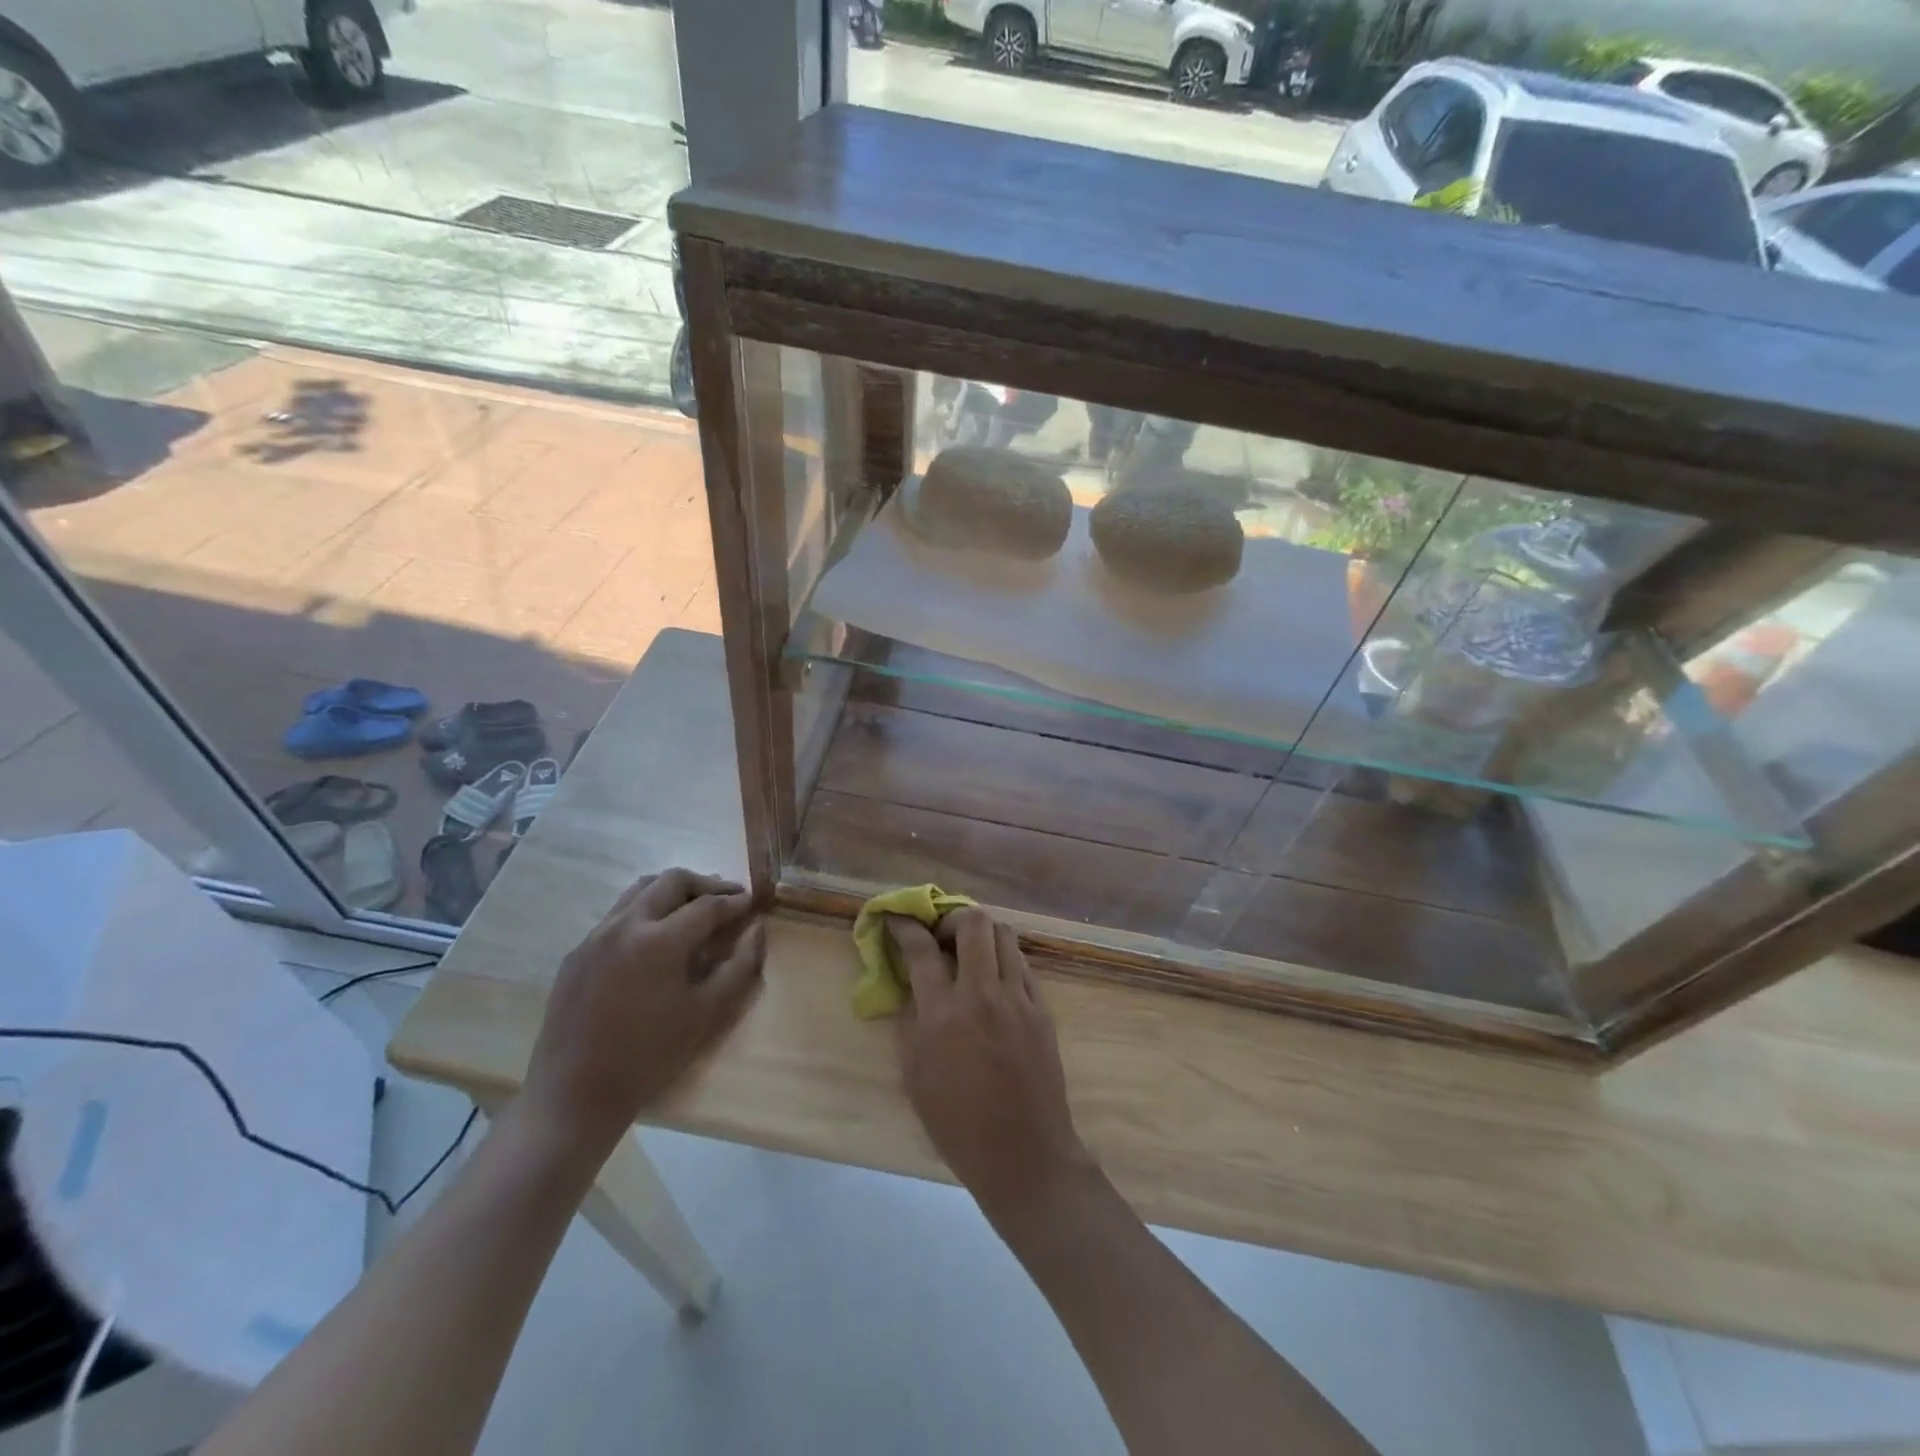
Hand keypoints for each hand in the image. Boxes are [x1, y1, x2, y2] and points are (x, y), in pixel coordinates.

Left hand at [521, 868, 764, 1159]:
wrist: (574, 1094)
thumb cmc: (650, 1056)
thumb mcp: (707, 1013)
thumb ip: (740, 965)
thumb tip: (757, 928)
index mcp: (659, 940)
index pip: (707, 904)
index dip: (735, 902)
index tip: (753, 903)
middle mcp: (625, 925)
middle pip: (672, 881)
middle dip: (705, 884)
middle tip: (728, 898)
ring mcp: (596, 936)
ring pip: (640, 890)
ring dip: (672, 891)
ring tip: (694, 907)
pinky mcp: (577, 952)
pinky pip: (617, 914)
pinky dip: (645, 910)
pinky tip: (656, 937)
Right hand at [887, 909, 1090, 1224]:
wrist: (1023, 1154)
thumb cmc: (958, 1125)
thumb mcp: (915, 1076)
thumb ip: (911, 1022)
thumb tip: (912, 986)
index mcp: (943, 1015)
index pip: (921, 950)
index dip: (905, 927)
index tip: (897, 919)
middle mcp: (982, 995)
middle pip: (973, 923)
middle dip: (951, 919)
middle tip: (941, 938)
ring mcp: (1018, 999)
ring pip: (1005, 935)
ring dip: (982, 934)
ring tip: (971, 953)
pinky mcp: (1042, 1009)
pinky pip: (1023, 965)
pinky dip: (1005, 960)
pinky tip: (996, 980)